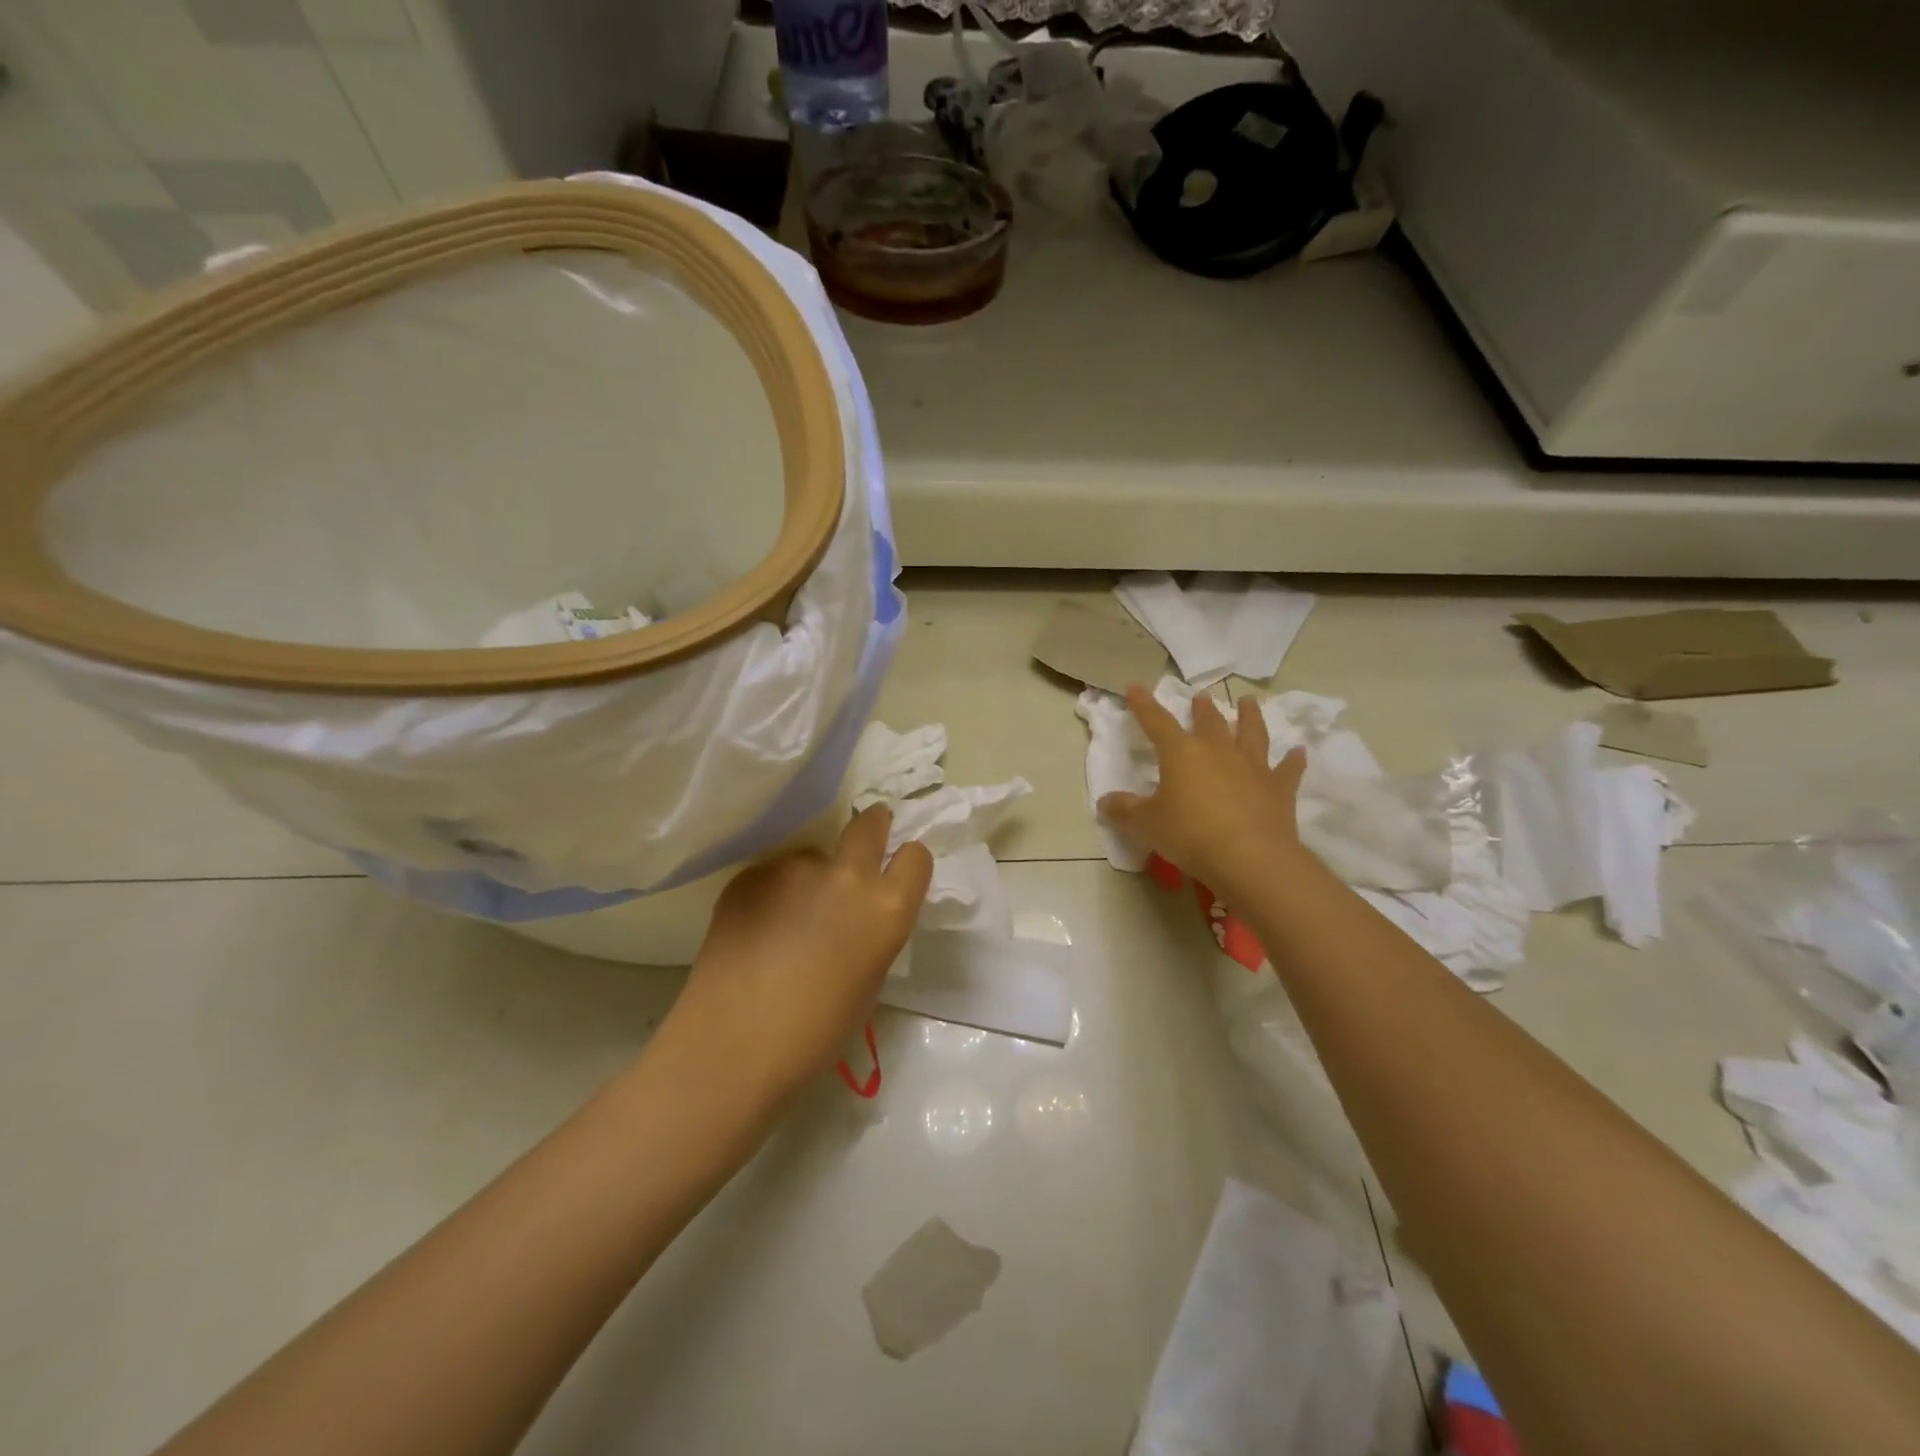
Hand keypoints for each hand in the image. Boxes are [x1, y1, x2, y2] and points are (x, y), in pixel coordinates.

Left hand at [659, 806, 933, 1106]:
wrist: (732, 1048)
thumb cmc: (814, 1035)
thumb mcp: (868, 982)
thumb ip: (872, 933)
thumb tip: (860, 915)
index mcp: (886, 910)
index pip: (915, 856)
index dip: (907, 863)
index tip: (896, 870)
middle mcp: (846, 876)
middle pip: (869, 822)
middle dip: (872, 826)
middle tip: (862, 845)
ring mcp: (793, 869)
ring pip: (812, 855)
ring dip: (810, 874)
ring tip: (787, 916)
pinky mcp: (749, 875)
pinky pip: (773, 873)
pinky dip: (772, 892)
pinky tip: (756, 927)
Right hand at [1099, 685, 1305, 891]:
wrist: (1249, 858)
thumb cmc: (1189, 834)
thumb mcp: (1146, 825)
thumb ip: (1124, 811)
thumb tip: (1105, 802)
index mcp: (1182, 753)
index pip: (1157, 722)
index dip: (1144, 705)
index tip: (1136, 687)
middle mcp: (1218, 751)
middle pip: (1210, 722)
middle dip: (1202, 709)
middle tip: (1200, 698)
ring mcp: (1252, 767)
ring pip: (1251, 733)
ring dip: (1249, 716)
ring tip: (1248, 702)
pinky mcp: (1278, 789)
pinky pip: (1287, 770)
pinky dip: (1293, 760)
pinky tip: (1299, 751)